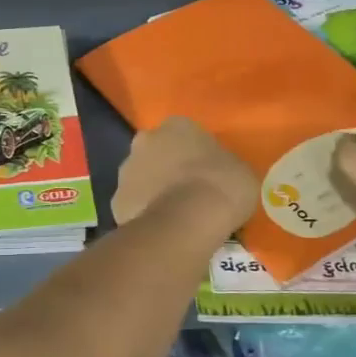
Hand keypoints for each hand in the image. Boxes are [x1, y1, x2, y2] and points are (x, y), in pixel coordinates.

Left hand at [111, 116, 256, 234]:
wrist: (187, 220)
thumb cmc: (221, 187)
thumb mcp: (239, 170)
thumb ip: (223, 165)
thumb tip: (219, 174)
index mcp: (177, 126)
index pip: (185, 134)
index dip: (195, 154)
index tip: (207, 173)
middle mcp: (145, 141)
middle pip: (156, 152)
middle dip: (167, 168)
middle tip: (188, 192)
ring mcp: (126, 170)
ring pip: (140, 178)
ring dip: (152, 191)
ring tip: (175, 216)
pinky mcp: (116, 201)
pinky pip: (133, 206)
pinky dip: (143, 215)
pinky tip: (161, 230)